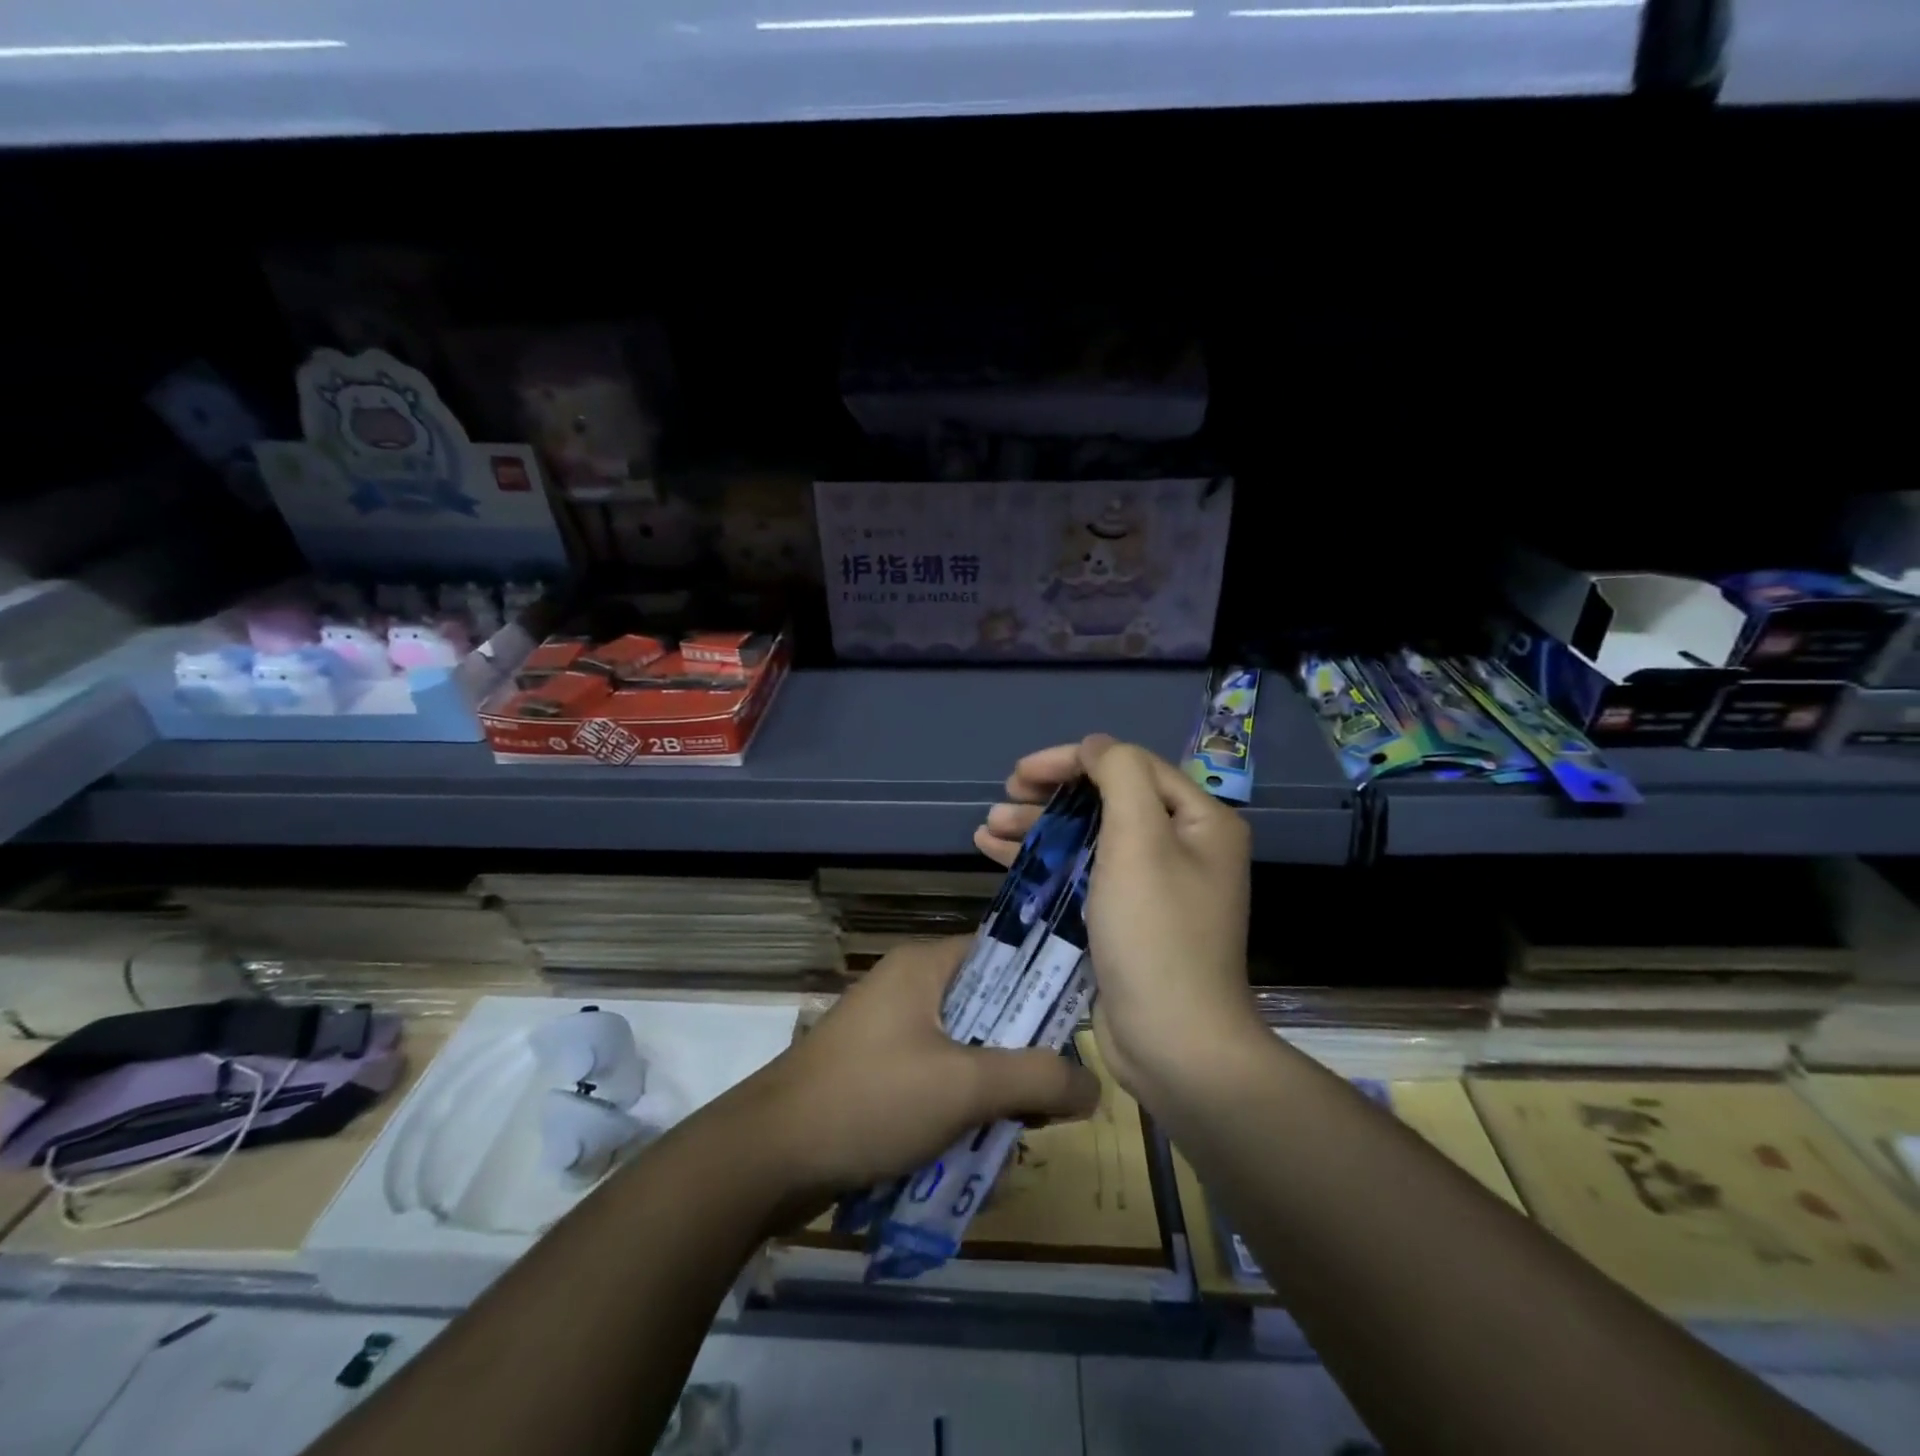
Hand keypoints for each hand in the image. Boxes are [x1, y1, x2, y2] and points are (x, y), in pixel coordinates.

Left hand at [732, 937, 1100, 1208]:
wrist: (767, 1157)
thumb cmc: (871, 1100)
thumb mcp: (965, 1087)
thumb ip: (1036, 1079)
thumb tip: (1094, 1086)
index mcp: (926, 965)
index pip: (1004, 954)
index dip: (1045, 986)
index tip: (1079, 1030)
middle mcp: (908, 987)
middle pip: (988, 1009)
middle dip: (1021, 1056)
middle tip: (1050, 1100)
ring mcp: (889, 1031)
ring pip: (964, 1052)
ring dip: (992, 1092)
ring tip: (1016, 1136)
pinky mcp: (876, 1072)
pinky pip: (935, 1080)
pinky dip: (958, 1110)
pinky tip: (974, 1154)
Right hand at [975, 735, 1260, 1096]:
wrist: (1173, 1044)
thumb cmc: (1155, 934)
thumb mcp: (1139, 841)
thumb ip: (1120, 776)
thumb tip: (1097, 746)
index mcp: (1200, 821)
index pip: (1130, 767)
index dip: (1073, 761)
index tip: (1022, 772)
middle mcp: (1182, 847)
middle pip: (1107, 800)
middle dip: (1051, 794)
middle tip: (1005, 794)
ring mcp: (1153, 886)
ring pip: (1088, 838)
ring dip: (1038, 827)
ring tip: (988, 826)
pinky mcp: (1125, 919)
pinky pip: (1082, 874)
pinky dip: (1044, 862)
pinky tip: (997, 854)